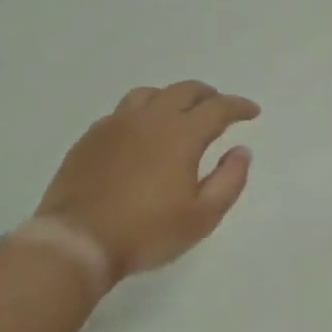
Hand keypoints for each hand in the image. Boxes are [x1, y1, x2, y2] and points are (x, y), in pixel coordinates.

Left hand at [35, 81, 259, 280]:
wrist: (78, 240)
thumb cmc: (148, 232)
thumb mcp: (203, 216)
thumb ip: (229, 180)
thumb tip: (241, 151)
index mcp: (180, 134)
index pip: (217, 108)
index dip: (238, 106)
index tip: (252, 112)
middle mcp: (149, 119)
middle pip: (183, 91)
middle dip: (207, 95)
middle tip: (219, 106)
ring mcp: (115, 125)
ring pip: (149, 95)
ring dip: (172, 98)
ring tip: (179, 113)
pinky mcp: (90, 137)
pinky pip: (122, 112)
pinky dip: (142, 113)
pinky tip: (140, 133)